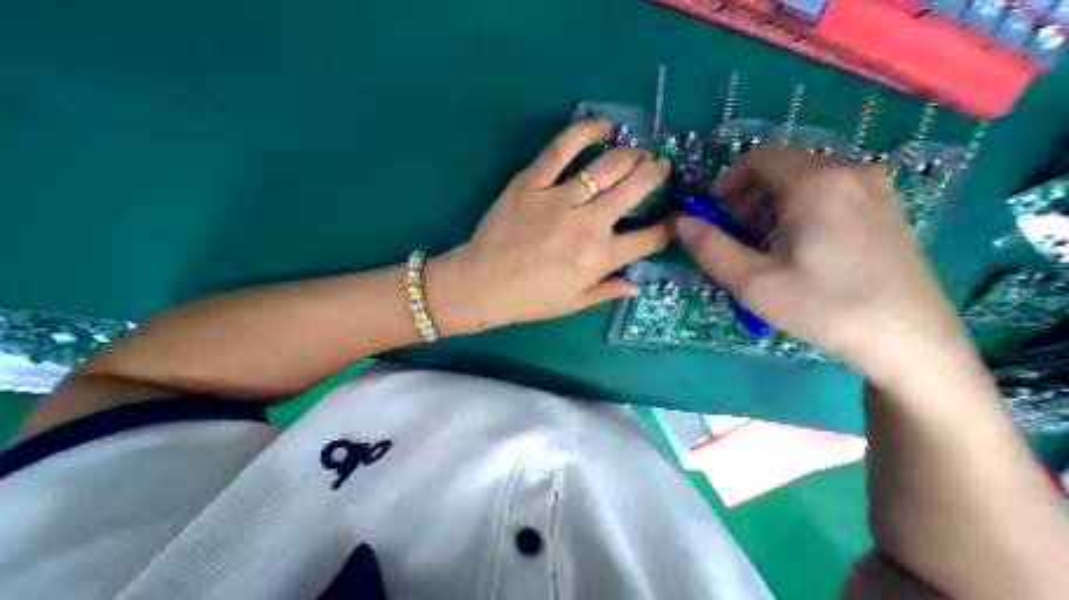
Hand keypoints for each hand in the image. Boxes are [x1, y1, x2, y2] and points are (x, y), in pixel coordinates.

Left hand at [424, 120, 666, 338]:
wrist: (482, 284)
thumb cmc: (530, 299)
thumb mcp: (574, 304)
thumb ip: (609, 291)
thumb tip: (638, 284)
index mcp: (600, 258)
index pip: (651, 238)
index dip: (669, 227)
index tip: (672, 219)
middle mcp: (588, 224)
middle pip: (638, 186)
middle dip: (656, 174)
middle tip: (658, 169)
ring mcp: (560, 198)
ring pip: (609, 163)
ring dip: (632, 154)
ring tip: (637, 154)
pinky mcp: (532, 181)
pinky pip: (562, 147)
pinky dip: (586, 130)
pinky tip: (602, 126)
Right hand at [679, 148, 974, 386]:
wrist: (907, 341)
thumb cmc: (821, 306)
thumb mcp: (750, 280)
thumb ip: (709, 247)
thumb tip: (680, 222)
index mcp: (817, 184)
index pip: (759, 158)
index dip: (726, 181)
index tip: (711, 212)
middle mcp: (850, 173)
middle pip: (780, 169)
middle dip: (745, 198)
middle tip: (732, 235)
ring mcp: (873, 191)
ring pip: (801, 182)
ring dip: (766, 207)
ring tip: (758, 247)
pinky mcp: (882, 210)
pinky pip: (824, 196)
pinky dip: (793, 213)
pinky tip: (791, 250)